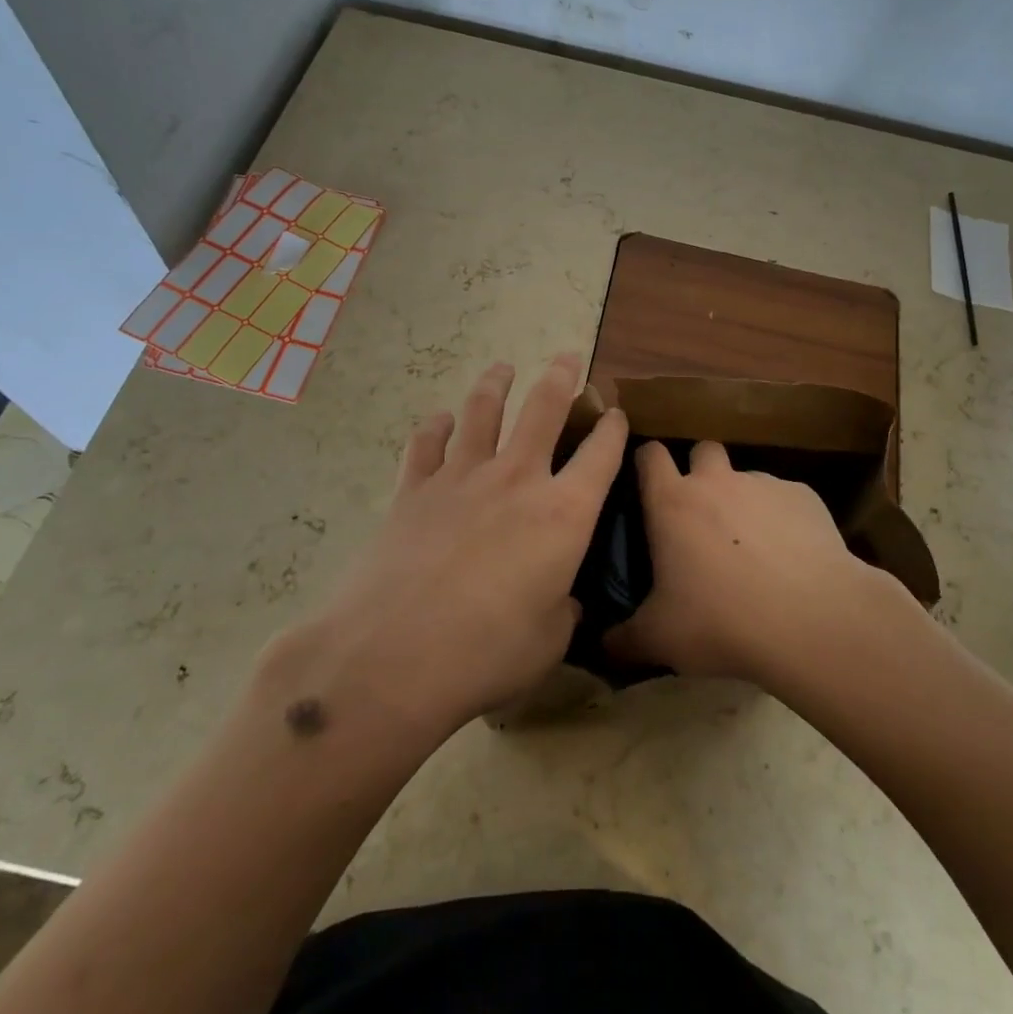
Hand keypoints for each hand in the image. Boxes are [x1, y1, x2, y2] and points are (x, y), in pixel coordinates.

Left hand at [282, 355, 626, 736]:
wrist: (395, 655)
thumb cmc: (488, 652)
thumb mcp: (550, 639)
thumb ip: (563, 608)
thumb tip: (562, 598)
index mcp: (564, 512)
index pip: (601, 454)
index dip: (614, 428)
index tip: (616, 412)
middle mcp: (517, 479)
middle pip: (544, 409)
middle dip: (562, 377)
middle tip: (568, 358)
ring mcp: (461, 478)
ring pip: (482, 412)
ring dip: (495, 384)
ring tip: (502, 368)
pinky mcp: (414, 490)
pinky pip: (426, 444)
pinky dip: (434, 427)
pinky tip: (439, 419)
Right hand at [604, 441, 905, 690]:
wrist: (811, 620)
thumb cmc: (721, 621)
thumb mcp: (660, 639)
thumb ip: (626, 638)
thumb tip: (604, 644)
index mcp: (672, 502)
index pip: (650, 454)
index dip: (646, 463)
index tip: (647, 484)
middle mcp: (716, 481)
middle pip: (702, 451)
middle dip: (700, 472)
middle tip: (702, 515)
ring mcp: (764, 484)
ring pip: (747, 477)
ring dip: (743, 500)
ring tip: (753, 547)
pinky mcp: (804, 497)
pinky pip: (786, 499)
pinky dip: (783, 519)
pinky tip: (792, 557)